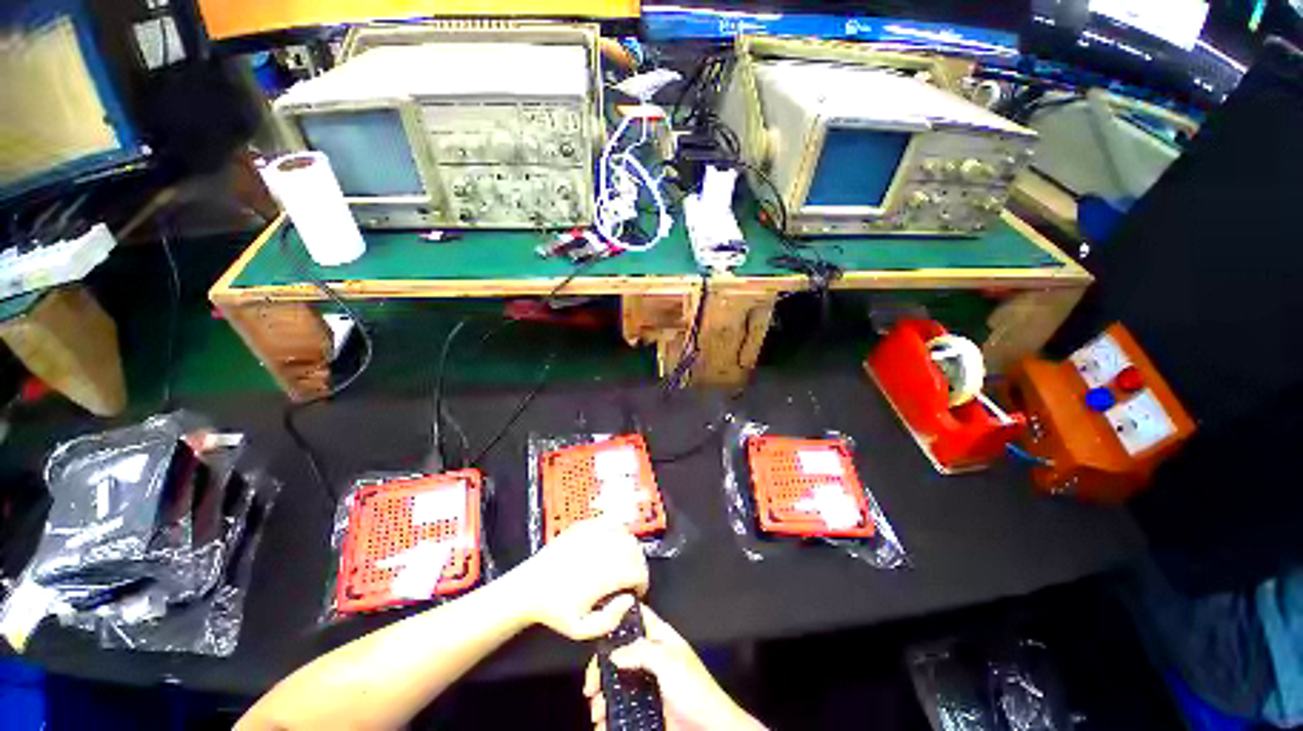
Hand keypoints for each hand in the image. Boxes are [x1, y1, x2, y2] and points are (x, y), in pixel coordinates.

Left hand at [514, 518, 648, 640]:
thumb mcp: (581, 630)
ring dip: (630, 549)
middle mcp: (602, 549)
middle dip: (638, 565)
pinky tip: (612, 547)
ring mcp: (593, 533)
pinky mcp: (585, 525)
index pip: (637, 571)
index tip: (637, 591)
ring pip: (625, 535)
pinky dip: (618, 534)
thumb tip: (629, 600)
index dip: (642, 582)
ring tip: (624, 563)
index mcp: (604, 574)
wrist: (529, 587)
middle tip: (632, 578)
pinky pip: (611, 524)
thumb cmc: (556, 610)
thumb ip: (610, 620)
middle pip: (635, 550)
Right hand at [584, 605, 765, 730]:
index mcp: (659, 638)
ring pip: (617, 682)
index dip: (616, 616)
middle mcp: (651, 657)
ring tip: (597, 712)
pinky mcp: (646, 708)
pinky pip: (622, 707)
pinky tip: (603, 725)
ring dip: (602, 697)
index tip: (594, 628)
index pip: (635, 617)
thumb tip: (613, 655)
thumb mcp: (668, 662)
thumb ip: (641, 651)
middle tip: (591, 688)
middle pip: (619, 653)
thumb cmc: (695, 689)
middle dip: (602, 669)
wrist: (711, 730)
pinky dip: (610, 715)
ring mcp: (648, 683)